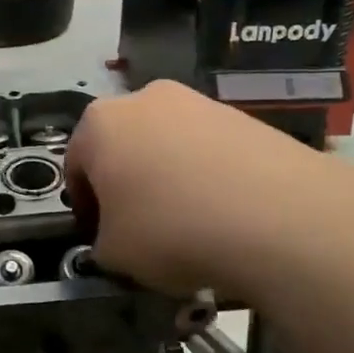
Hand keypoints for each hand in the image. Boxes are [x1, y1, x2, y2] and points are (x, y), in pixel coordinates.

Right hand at [66, 80, 353, 301]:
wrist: (278, 216)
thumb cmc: (171, 230)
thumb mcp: (114, 254)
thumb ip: (101, 242)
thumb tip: (118, 238)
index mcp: (99, 123)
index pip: (75, 166)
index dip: (84, 206)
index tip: (100, 237)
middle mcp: (144, 98)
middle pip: (123, 146)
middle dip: (127, 184)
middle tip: (142, 229)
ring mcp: (198, 102)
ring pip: (168, 145)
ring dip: (169, 178)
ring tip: (191, 224)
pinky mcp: (243, 116)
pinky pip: (210, 150)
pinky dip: (208, 176)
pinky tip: (226, 213)